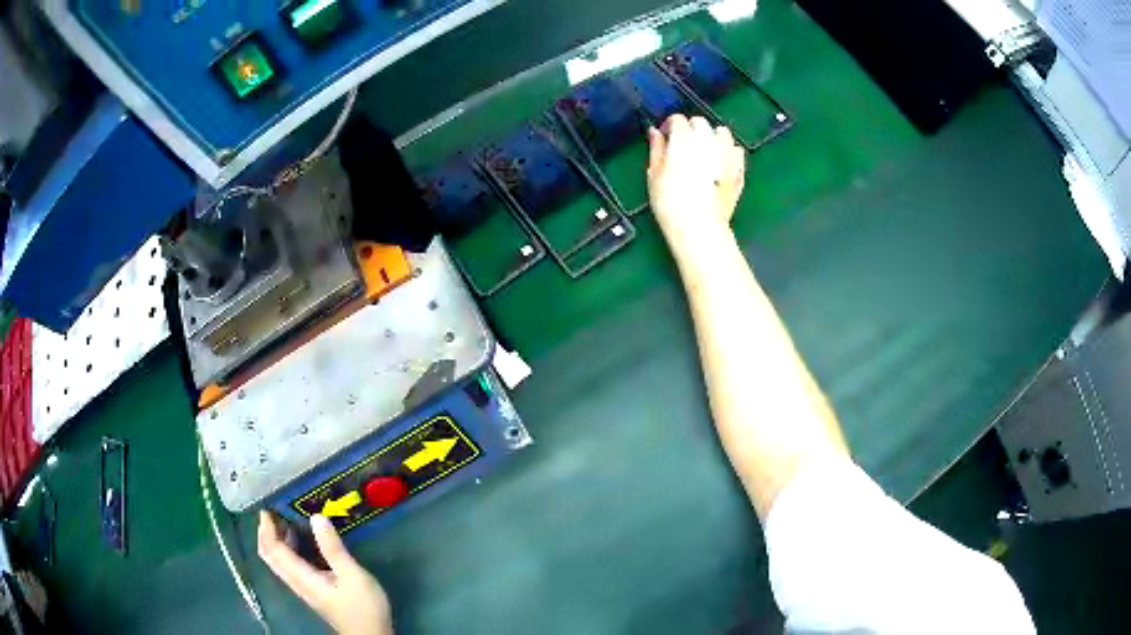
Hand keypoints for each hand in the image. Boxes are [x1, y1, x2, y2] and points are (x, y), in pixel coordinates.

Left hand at [258, 511, 393, 634]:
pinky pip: (290, 565)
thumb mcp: (353, 576)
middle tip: (274, 510)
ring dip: (276, 539)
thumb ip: (333, 548)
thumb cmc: (362, 607)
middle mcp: (296, 581)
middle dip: (266, 532)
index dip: (266, 528)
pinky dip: (288, 548)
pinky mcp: (312, 589)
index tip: (268, 507)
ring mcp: (303, 586)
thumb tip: (316, 517)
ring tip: (288, 519)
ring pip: (279, 560)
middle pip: (270, 555)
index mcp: (301, 577)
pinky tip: (303, 540)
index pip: (273, 550)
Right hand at [647, 115, 745, 250]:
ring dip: (712, 136)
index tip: (665, 138)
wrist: (699, 227)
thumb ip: (656, 149)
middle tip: (683, 145)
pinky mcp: (739, 168)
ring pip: (722, 132)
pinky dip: (728, 151)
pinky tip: (720, 162)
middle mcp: (707, 139)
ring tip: (704, 150)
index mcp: (683, 137)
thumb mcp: (654, 174)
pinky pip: (736, 150)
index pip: (677, 119)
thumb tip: (655, 132)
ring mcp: (727, 152)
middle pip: (700, 122)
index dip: (669, 127)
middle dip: (691, 129)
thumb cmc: (670, 203)